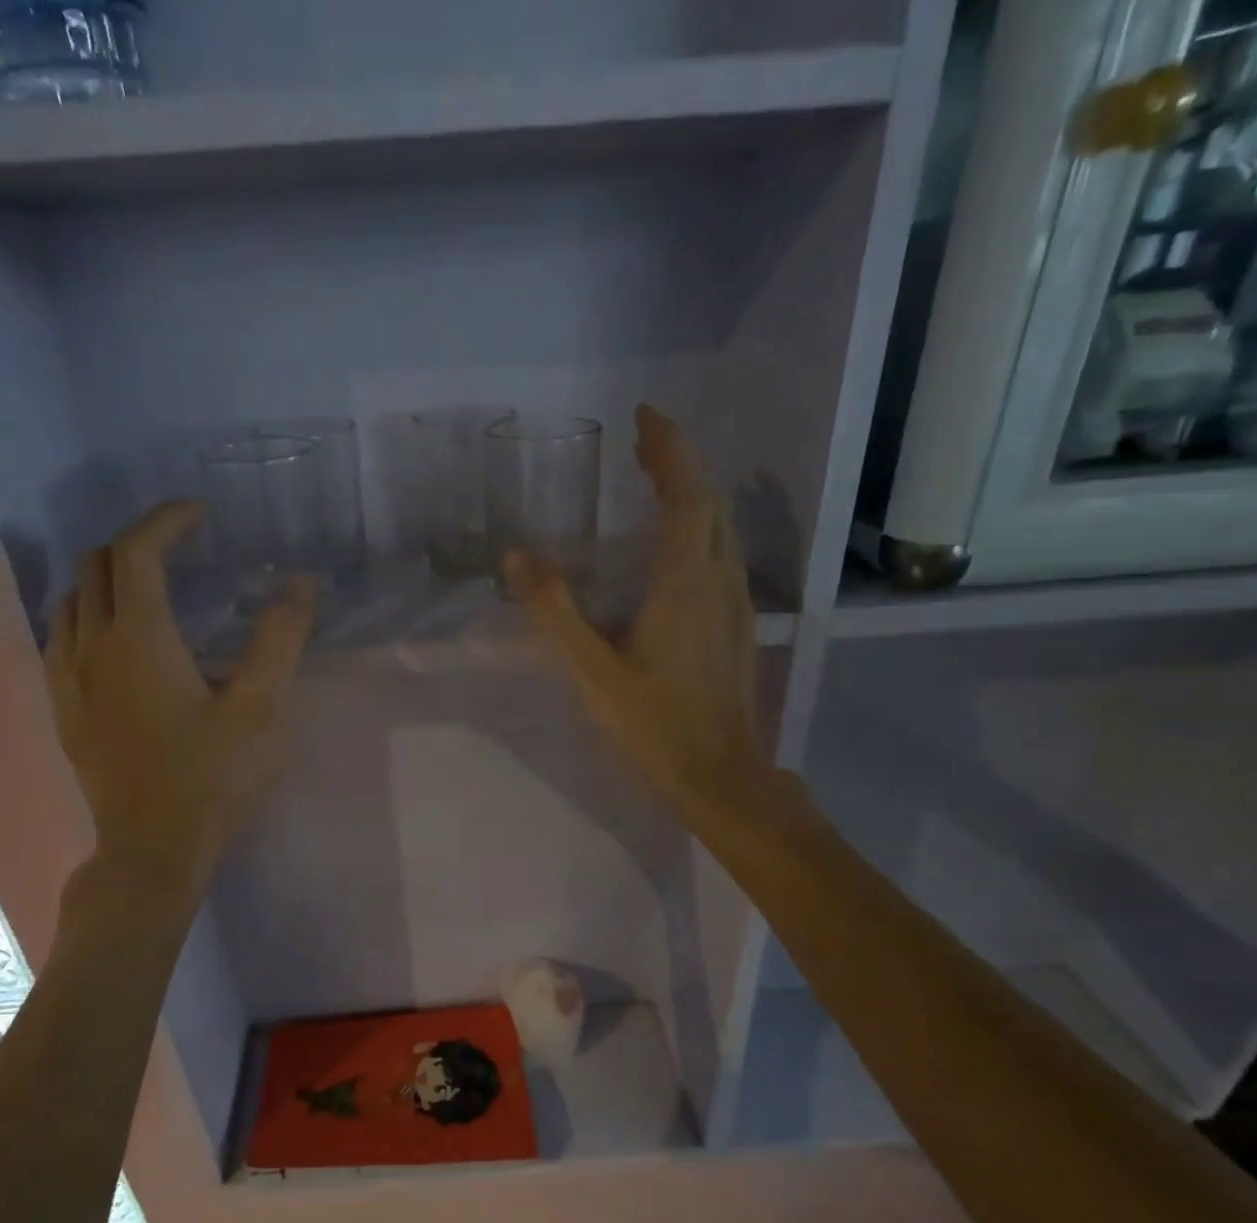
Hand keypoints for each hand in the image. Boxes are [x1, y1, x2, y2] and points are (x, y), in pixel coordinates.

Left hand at [44, 502, 315, 892]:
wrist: (152, 850)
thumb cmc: (212, 779)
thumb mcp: (262, 709)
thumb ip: (279, 640)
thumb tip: (299, 584)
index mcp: (139, 639)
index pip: (137, 552)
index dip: (166, 521)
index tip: (200, 515)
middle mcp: (91, 647)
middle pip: (96, 566)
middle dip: (137, 543)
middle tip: (182, 548)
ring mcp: (68, 680)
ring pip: (71, 600)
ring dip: (107, 577)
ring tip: (150, 587)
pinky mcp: (63, 710)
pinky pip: (61, 637)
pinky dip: (87, 614)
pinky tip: (116, 640)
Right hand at [506, 404, 784, 829]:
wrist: (720, 774)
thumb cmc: (653, 724)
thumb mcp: (591, 671)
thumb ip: (554, 612)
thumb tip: (517, 556)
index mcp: (684, 581)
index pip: (686, 493)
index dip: (669, 448)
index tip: (644, 415)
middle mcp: (719, 579)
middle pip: (710, 501)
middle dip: (679, 462)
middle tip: (643, 442)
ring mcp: (736, 602)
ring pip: (721, 528)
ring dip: (693, 494)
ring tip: (657, 481)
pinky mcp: (738, 625)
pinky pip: (722, 555)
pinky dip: (700, 529)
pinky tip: (676, 548)